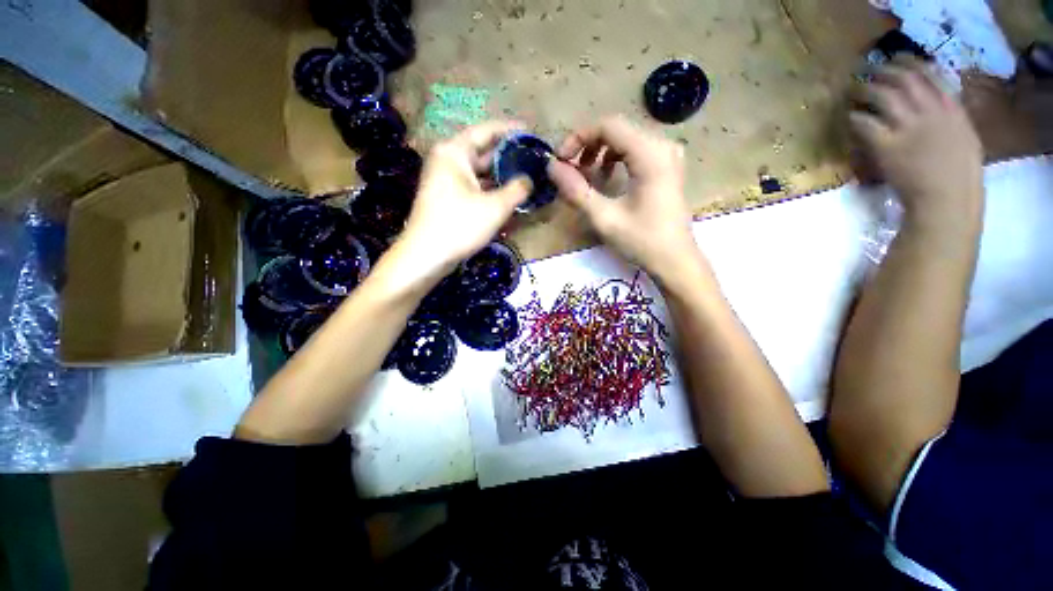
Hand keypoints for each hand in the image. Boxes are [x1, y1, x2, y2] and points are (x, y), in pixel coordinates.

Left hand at [398, 121, 531, 275]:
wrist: (427, 256)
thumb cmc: (460, 225)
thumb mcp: (495, 207)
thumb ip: (517, 189)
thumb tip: (529, 179)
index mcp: (454, 152)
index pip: (485, 131)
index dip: (509, 130)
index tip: (530, 132)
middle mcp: (448, 161)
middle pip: (483, 152)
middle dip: (508, 156)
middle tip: (532, 159)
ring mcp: (446, 181)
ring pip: (479, 173)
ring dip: (501, 176)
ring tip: (525, 178)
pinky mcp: (448, 198)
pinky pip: (474, 188)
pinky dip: (491, 191)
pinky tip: (508, 197)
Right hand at [547, 116, 697, 281]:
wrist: (675, 261)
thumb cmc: (642, 241)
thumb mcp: (604, 218)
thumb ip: (576, 191)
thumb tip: (552, 168)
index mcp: (650, 154)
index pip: (608, 126)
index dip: (579, 138)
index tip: (561, 161)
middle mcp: (663, 146)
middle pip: (618, 130)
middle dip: (588, 146)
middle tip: (570, 169)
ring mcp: (668, 155)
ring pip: (626, 139)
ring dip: (600, 152)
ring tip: (586, 174)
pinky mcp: (667, 167)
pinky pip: (636, 151)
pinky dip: (616, 159)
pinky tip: (607, 178)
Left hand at [851, 58, 983, 222]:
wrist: (947, 198)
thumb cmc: (958, 173)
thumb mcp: (962, 134)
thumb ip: (947, 114)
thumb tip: (931, 101)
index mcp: (950, 107)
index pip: (928, 73)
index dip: (908, 63)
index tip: (895, 60)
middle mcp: (930, 110)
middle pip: (902, 79)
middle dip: (883, 71)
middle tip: (868, 71)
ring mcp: (908, 127)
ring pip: (883, 95)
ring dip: (865, 89)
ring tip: (853, 91)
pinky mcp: (887, 145)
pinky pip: (866, 123)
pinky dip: (856, 117)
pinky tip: (850, 117)